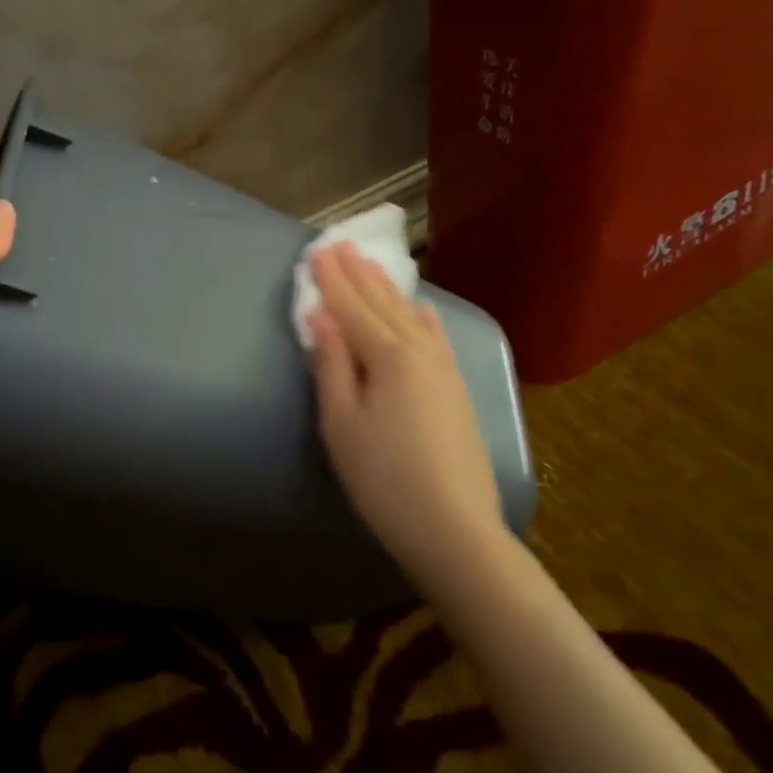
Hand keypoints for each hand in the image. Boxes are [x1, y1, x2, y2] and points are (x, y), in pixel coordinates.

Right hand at [305, 243, 503, 576]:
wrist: (454, 528)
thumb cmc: (383, 478)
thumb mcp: (341, 423)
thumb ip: (331, 365)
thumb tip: (321, 317)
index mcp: (388, 356)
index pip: (351, 308)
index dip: (331, 280)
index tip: (316, 250)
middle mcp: (419, 351)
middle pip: (382, 304)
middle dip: (359, 274)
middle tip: (341, 244)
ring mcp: (443, 369)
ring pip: (410, 316)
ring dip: (387, 289)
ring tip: (371, 265)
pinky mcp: (456, 389)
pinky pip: (436, 337)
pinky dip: (423, 317)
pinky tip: (421, 307)